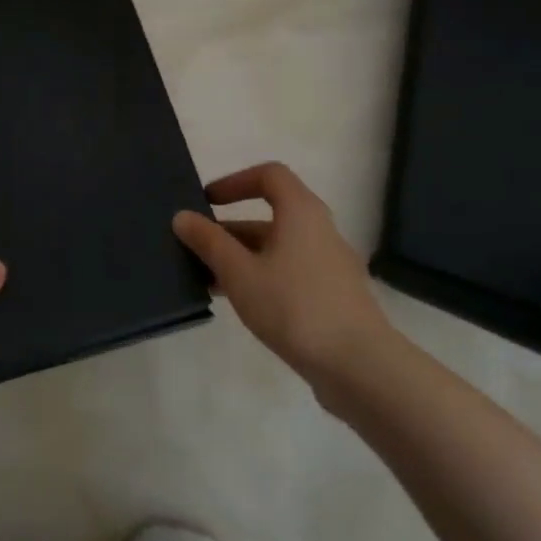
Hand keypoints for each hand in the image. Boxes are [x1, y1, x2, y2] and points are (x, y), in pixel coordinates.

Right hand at [172, 162, 400, 392]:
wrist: (358, 365)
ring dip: (242, 257)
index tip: (206, 202)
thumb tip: (182, 216)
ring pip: (278, 248)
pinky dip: (261, 277)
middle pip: (271, 215)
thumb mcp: (240, 273)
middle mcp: (320, 230)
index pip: (269, 175)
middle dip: (230, 229)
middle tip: (196, 248)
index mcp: (301, 212)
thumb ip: (209, 242)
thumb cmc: (294, 307)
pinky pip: (290, 272)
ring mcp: (329, 264)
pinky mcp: (333, 295)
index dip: (235, 182)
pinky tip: (240, 304)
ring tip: (208, 280)